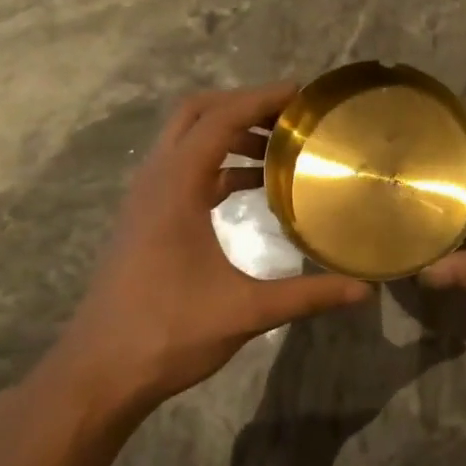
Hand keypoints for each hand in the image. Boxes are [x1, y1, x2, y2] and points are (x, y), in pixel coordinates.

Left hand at [41, 83, 372, 416]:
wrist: (100, 371)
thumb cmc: (169, 333)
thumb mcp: (246, 312)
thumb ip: (308, 295)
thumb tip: (365, 291)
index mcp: (175, 187)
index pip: (219, 119)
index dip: (261, 99)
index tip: (302, 95)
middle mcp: (155, 181)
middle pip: (194, 114)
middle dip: (242, 106)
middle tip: (289, 117)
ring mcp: (144, 200)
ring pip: (185, 141)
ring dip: (228, 134)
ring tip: (278, 149)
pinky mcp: (145, 220)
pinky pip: (182, 171)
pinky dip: (216, 164)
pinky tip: (249, 189)